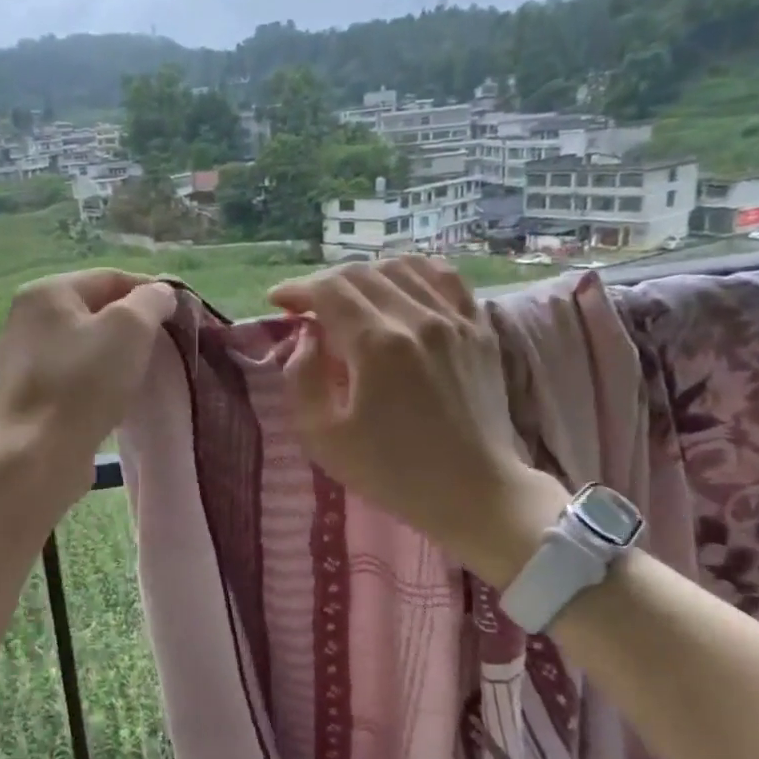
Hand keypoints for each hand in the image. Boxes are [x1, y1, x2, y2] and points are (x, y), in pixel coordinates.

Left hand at [0, 268, 176, 494]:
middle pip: (96, 310)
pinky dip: (99, 379)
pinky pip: (75, 374)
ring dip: (118, 354)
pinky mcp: (30, 394)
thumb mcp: (129, 328)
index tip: (181, 314)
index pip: (110, 278)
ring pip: (86, 344)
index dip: (151, 291)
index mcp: (46, 292)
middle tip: (166, 344)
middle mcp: (27, 318)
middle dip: (134, 325)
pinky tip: (117, 396)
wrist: (38, 456)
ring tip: (145, 372)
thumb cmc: (84, 383)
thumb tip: (161, 294)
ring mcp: (24, 358)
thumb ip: (151, 301)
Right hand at [268, 257, 566, 584]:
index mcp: (377, 345)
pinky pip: (445, 277)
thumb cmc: (391, 472)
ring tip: (349, 299)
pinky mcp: (479, 328)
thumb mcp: (323, 437)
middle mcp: (418, 319)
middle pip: (360, 273)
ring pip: (401, 267)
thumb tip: (306, 336)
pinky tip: (399, 285)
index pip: (328, 290)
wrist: (474, 492)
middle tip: (307, 307)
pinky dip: (414, 271)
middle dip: (324, 283)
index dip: (296, 289)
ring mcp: (455, 319)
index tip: (278, 301)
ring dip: (364, 276)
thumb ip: (301, 377)